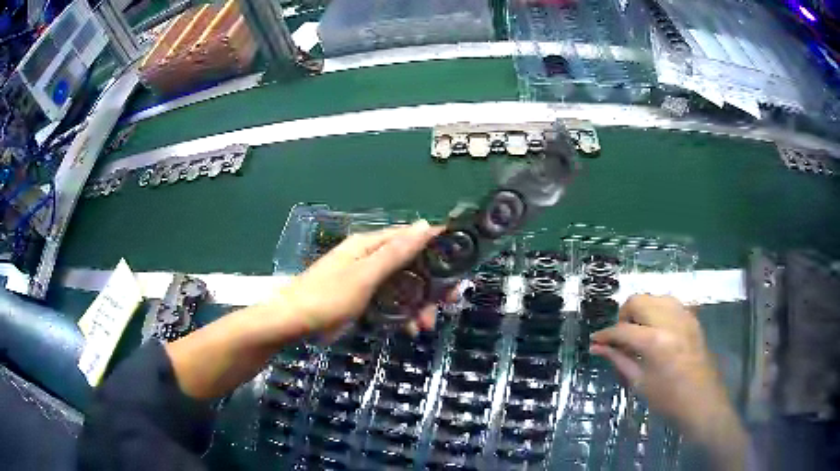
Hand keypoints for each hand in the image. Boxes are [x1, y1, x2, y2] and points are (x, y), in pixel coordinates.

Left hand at [273, 220, 444, 335]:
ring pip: (402, 287)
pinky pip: (389, 302)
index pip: (410, 237)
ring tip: (425, 326)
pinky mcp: (361, 299)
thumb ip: (395, 252)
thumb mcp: (365, 275)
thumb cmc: (328, 297)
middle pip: (410, 266)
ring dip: (417, 305)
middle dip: (430, 285)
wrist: (293, 323)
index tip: (459, 263)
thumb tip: (426, 225)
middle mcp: (369, 258)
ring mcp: (365, 280)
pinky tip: (409, 329)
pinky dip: (401, 314)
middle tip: (450, 303)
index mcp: (369, 245)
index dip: (436, 248)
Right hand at [590, 295, 745, 468]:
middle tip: (620, 337)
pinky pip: (671, 303)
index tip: (595, 340)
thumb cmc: (668, 399)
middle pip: (638, 300)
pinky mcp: (693, 318)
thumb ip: (619, 360)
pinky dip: (659, 311)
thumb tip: (597, 348)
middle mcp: (670, 321)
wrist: (702, 402)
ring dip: (642, 310)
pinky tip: (657, 330)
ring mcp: (684, 316)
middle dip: (624, 315)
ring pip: (655, 297)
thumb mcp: (640, 383)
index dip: (605, 335)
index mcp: (654, 341)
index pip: (622, 329)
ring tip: (639, 332)